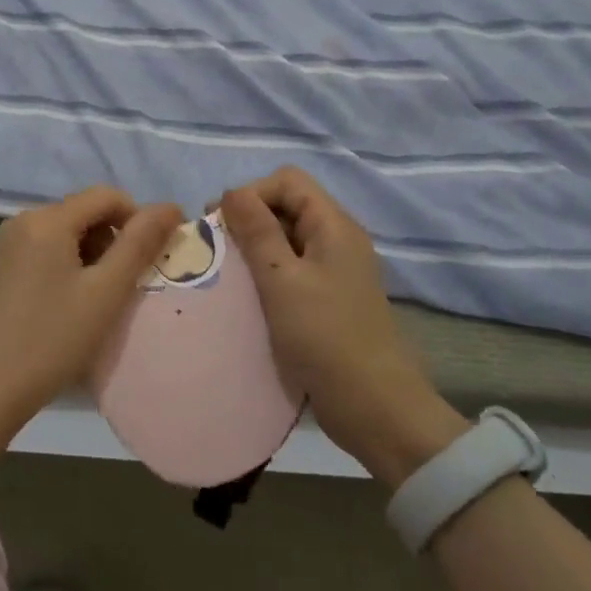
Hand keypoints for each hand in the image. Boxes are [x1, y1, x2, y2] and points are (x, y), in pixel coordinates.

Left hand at [0, 187, 182, 471]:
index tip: (149, 259)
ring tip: (95, 299)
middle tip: (121, 286)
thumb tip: (170, 206)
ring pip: (64, 231)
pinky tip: (66, 304)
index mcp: (48, 219)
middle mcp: (23, 219)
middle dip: (111, 239)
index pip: (107, 196)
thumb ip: (139, 244)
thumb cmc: (52, 339)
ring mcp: (5, 243)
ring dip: (90, 254)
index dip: (137, 219)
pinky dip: (65, 264)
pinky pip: (42, 248)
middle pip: (83, 211)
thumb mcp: (105, 292)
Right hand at [221, 168, 467, 488]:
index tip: (222, 224)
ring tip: (225, 272)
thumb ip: (257, 231)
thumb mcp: (282, 280)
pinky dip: (266, 273)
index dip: (252, 193)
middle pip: (287, 206)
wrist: (375, 409)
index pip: (287, 181)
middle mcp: (337, 239)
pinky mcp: (328, 299)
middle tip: (216, 247)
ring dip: (254, 248)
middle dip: (248, 219)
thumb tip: (233, 191)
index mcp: (334, 226)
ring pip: (286, 239)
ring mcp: (334, 271)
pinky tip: (245, 295)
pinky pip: (291, 269)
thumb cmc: (325, 337)